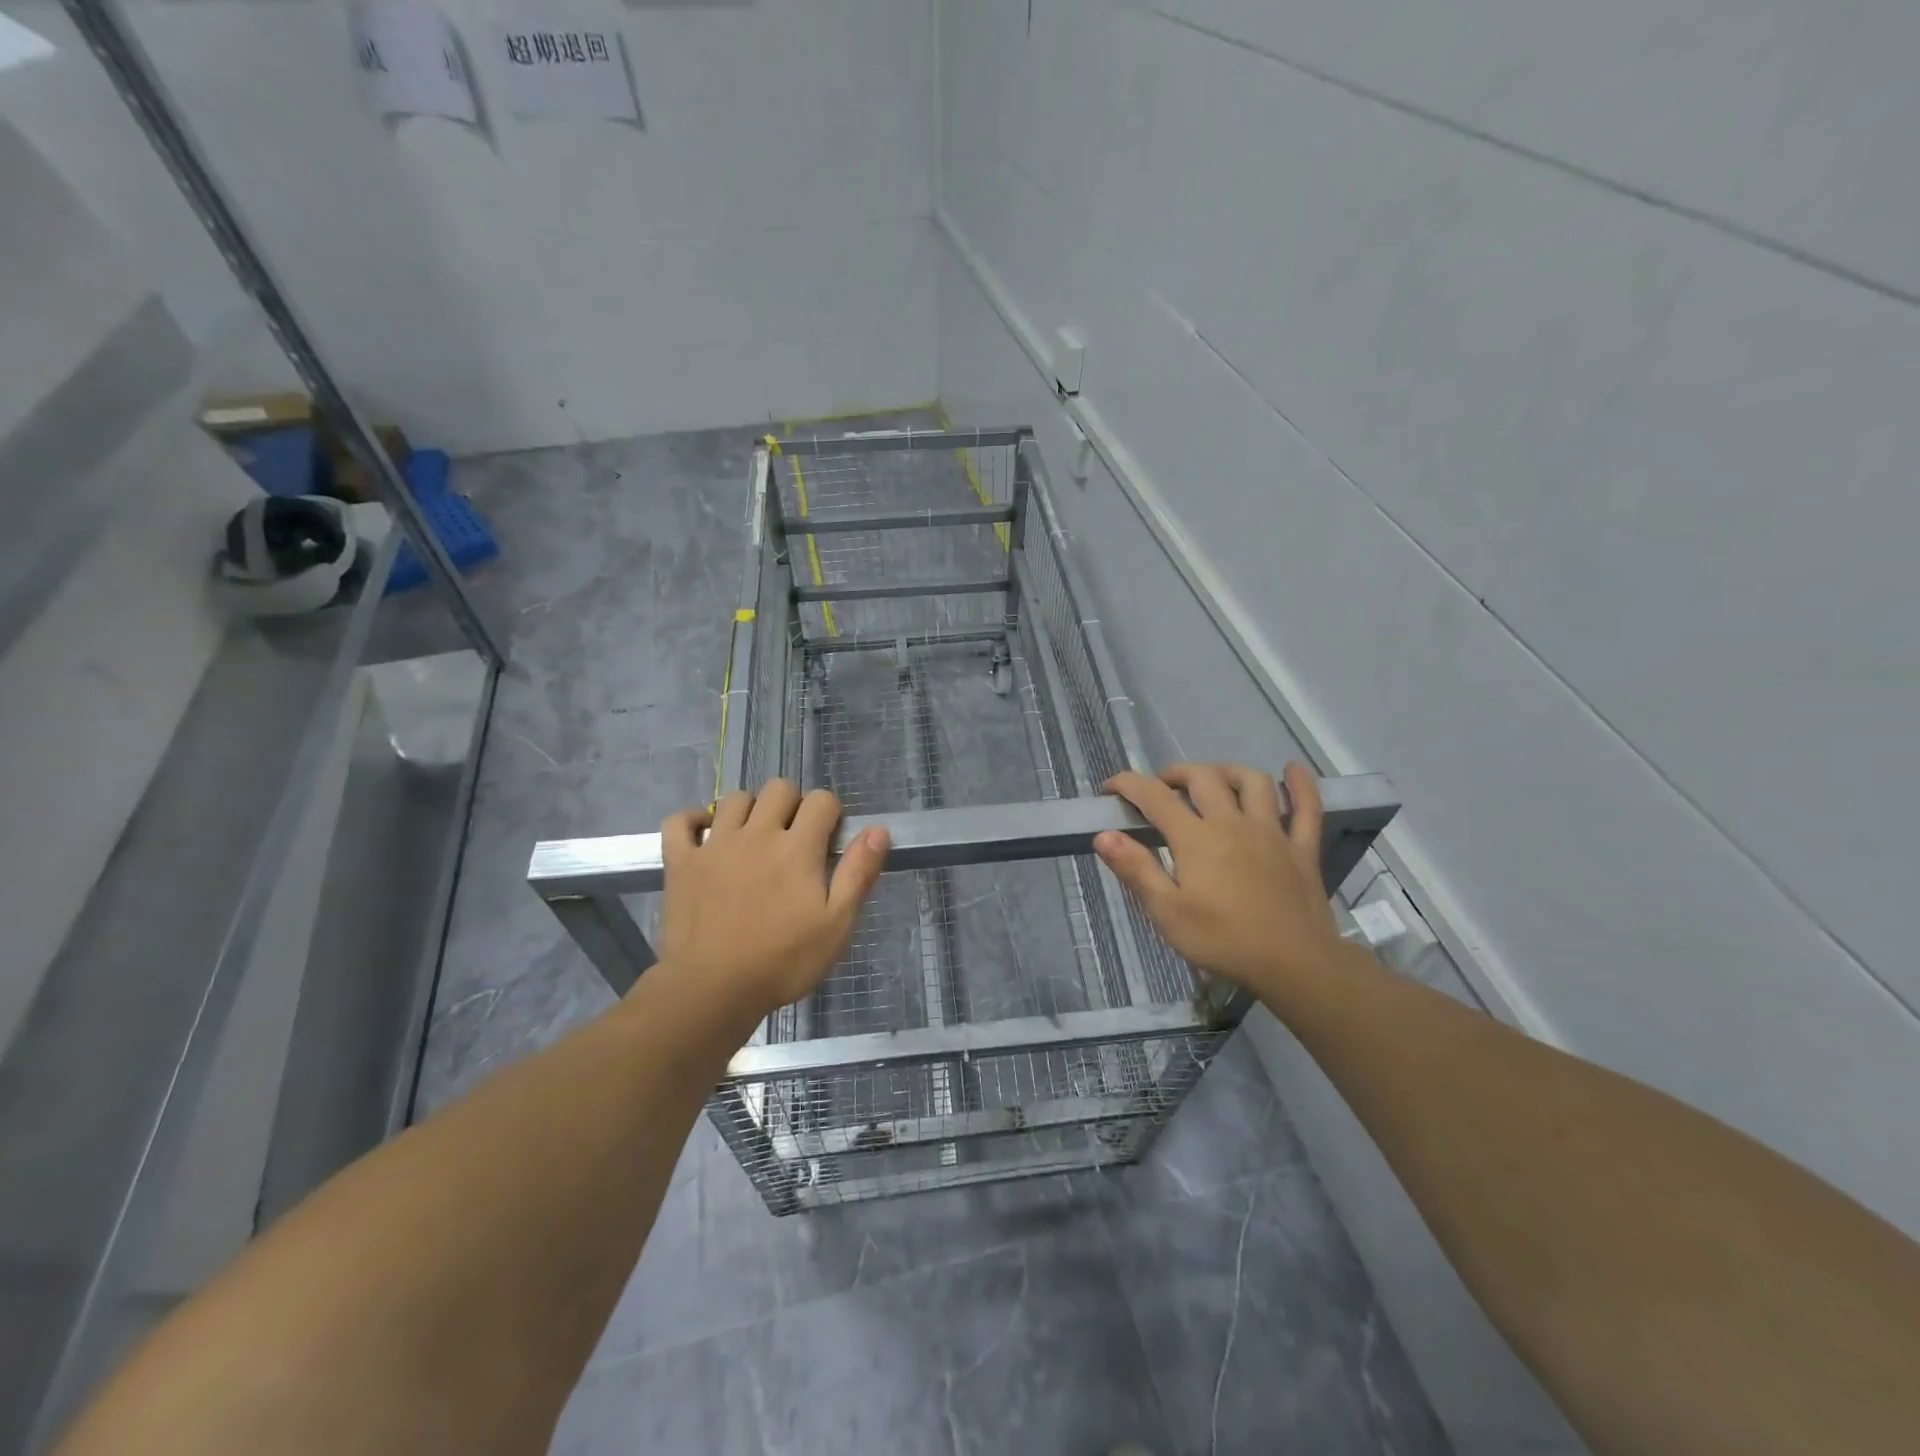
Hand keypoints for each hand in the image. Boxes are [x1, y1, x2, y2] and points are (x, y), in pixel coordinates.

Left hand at [655, 780, 888, 1021]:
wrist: (713, 990)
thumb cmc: (783, 961)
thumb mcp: (837, 924)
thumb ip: (859, 873)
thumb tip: (878, 829)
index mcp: (798, 847)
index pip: (822, 800)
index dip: (831, 813)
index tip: (829, 840)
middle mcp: (757, 833)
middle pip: (779, 788)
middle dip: (793, 804)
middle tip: (794, 838)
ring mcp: (715, 844)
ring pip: (735, 798)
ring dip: (750, 809)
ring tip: (754, 838)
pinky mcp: (682, 862)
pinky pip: (680, 821)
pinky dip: (693, 820)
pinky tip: (705, 834)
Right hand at [1095, 762, 1353, 1008]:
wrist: (1295, 965)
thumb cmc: (1223, 940)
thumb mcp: (1167, 912)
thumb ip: (1136, 869)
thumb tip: (1103, 835)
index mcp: (1196, 838)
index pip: (1154, 796)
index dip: (1128, 784)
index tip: (1110, 789)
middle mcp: (1232, 822)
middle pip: (1203, 778)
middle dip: (1176, 774)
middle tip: (1161, 788)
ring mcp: (1272, 832)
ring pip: (1253, 782)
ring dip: (1228, 771)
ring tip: (1213, 779)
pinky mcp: (1302, 848)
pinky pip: (1307, 808)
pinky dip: (1301, 785)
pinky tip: (1293, 770)